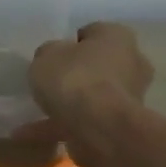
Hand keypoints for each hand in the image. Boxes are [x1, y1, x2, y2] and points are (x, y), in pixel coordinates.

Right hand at [20, 22, 152, 161]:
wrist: (99, 127)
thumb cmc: (75, 79)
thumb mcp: (47, 55)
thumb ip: (49, 54)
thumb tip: (52, 58)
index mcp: (118, 36)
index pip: (92, 33)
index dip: (70, 44)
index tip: (53, 57)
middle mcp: (132, 62)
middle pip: (98, 65)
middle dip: (76, 74)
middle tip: (50, 84)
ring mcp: (130, 96)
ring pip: (94, 96)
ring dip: (70, 104)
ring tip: (38, 113)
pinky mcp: (121, 125)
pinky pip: (86, 121)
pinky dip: (62, 126)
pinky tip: (33, 133)